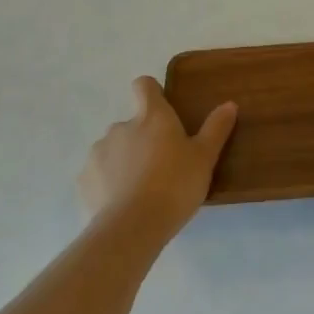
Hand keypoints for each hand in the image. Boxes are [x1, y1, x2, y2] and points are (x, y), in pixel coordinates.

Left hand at [78, 78, 236, 241]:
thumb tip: (229, 104)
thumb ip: (216, 129)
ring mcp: (98, 152)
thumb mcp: (205, 158)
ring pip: (113, 149)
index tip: (163, 110)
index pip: (144, 86)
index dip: (152, 93)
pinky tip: (122, 203)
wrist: (132, 227)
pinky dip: (108, 183)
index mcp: (151, 117)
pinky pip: (98, 175)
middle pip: (131, 123)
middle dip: (143, 138)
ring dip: (125, 160)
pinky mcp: (84, 180)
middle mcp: (121, 127)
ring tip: (141, 188)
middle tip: (162, 164)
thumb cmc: (175, 184)